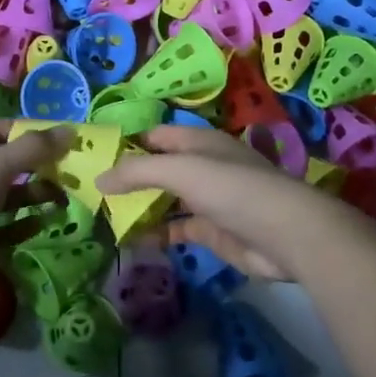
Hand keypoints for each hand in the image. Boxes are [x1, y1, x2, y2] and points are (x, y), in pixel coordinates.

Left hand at [0, 121, 70, 303]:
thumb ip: (33, 148)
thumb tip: (71, 130)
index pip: (2, 130)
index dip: (31, 132)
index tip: (63, 140)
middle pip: (9, 164)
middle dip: (40, 167)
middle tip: (72, 173)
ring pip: (10, 197)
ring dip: (36, 196)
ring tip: (63, 200)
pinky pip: (6, 228)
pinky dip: (25, 225)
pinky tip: (44, 225)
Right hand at [96, 124, 374, 281]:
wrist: (286, 235)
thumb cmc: (232, 189)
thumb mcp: (180, 170)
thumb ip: (137, 172)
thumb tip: (97, 179)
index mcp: (197, 141)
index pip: (153, 136)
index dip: (125, 143)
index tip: (92, 156)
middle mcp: (201, 166)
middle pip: (157, 168)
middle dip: (127, 178)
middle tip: (89, 191)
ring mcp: (206, 199)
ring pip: (164, 200)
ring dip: (139, 207)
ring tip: (102, 216)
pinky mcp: (210, 231)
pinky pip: (175, 228)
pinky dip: (155, 233)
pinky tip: (131, 240)